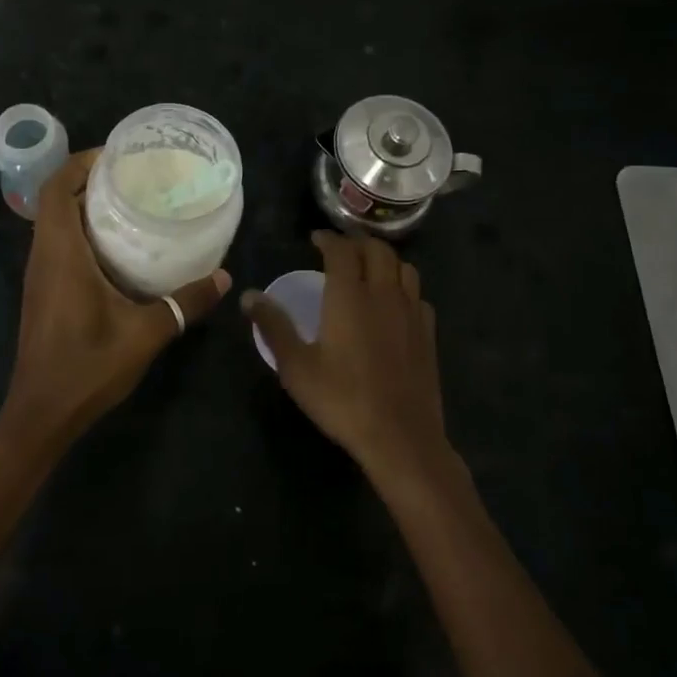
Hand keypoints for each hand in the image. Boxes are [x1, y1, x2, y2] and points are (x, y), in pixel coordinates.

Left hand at [2, 149, 229, 448]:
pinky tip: (118, 247)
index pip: (55, 188)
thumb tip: (224, 277)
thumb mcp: (146, 333)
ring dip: (84, 205)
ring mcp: (39, 275)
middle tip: (133, 175)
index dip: (79, 162)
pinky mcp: (43, 292)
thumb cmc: (87, 367)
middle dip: (89, 179)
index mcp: (60, 253)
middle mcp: (43, 256)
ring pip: (55, 223)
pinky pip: (58, 244)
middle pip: (55, 199)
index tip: (116, 154)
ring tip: (130, 202)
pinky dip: (82, 231)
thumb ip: (185, 302)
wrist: (41, 414)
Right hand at [244, 232, 454, 489]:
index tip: (315, 239)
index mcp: (349, 295)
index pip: (341, 250)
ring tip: (368, 267)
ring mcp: (411, 312)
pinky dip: (403, 286)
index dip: (328, 239)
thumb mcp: (296, 366)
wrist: (401, 437)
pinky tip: (394, 302)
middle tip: (340, 248)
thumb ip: (273, 326)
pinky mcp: (428, 333)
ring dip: (384, 258)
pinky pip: (418, 294)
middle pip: (377, 250)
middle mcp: (383, 293)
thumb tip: (248, 295)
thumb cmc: (342, 400)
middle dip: (357, 242)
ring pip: (403, 267)